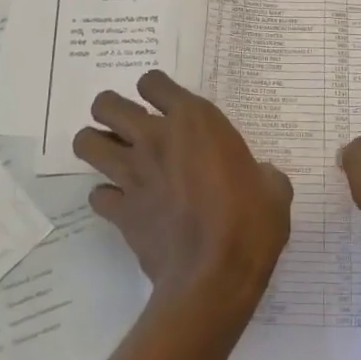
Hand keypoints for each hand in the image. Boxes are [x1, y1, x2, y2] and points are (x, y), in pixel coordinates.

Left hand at [76, 71, 292, 316]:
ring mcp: (132, 174)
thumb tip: (261, 177)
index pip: (154, 82)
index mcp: (195, 121)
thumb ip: (261, 172)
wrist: (215, 277)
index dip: (156, 90)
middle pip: (106, 104)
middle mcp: (155, 138)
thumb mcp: (273, 188)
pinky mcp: (120, 211)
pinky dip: (107, 198)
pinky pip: (97, 195)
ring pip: (87, 143)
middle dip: (110, 111)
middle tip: (129, 127)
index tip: (167, 105)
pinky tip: (125, 204)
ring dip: (96, 146)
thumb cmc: (251, 223)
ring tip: (116, 158)